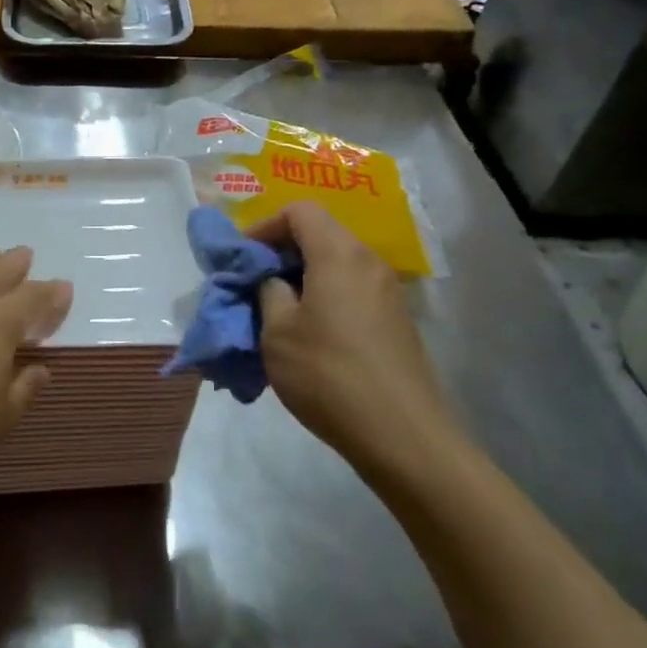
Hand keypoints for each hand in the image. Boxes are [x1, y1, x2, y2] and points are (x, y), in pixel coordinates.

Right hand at [248, 203, 458, 480]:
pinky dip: (326, 298)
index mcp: (338, 254)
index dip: (264, 226)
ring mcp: (388, 292)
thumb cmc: (328, 375)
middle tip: (255, 285)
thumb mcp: (277, 331)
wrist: (402, 436)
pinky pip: (353, 290)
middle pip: (320, 235)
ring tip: (278, 312)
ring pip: (337, 264)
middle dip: (282, 253)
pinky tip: (311, 336)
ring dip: (303, 278)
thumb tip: (273, 279)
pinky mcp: (397, 321)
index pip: (299, 212)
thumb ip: (268, 291)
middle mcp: (368, 262)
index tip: (244, 259)